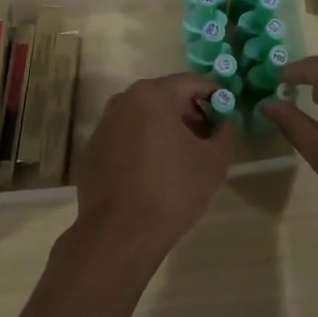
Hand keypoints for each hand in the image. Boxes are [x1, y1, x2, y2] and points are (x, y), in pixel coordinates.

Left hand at [70, 73, 236, 261]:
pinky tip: (150, 176)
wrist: (119, 234)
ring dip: (163, 130)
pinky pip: (124, 139)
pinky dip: (140, 147)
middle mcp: (123, 100)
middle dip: (188, 114)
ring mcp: (103, 125)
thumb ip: (226, 132)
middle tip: (206, 140)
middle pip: (165, 97)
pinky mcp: (91, 151)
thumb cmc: (172, 190)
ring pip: (142, 117)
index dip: (214, 96)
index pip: (192, 82)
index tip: (226, 115)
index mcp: (153, 95)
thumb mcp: (214, 161)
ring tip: (180, 160)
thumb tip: (225, 121)